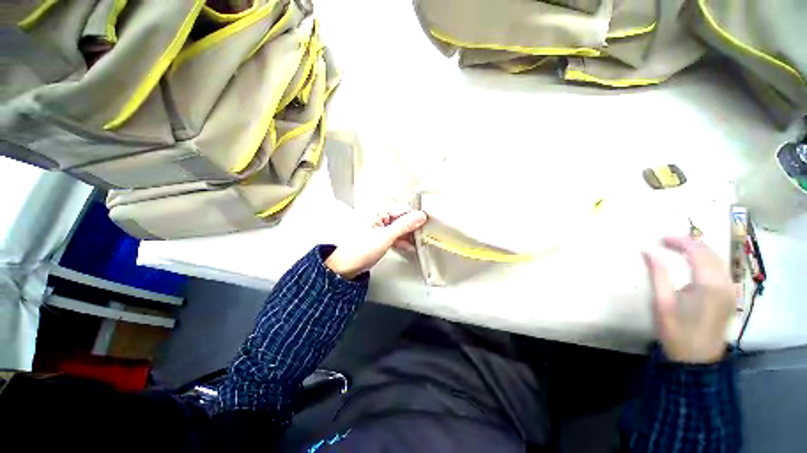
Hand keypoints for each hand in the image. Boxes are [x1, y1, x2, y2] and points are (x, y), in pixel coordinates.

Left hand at [325, 206, 427, 278]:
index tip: (426, 224)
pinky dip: (401, 240)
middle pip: (401, 218)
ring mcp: (377, 227)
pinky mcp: (377, 237)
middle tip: (423, 235)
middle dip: (412, 227)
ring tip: (417, 243)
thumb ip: (404, 225)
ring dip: (408, 235)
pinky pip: (393, 235)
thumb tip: (420, 216)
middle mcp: (377, 216)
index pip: (403, 209)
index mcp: (377, 211)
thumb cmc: (359, 250)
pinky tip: (408, 247)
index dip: (415, 217)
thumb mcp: (386, 237)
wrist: (346, 266)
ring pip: (398, 227)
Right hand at [643, 237, 734, 363]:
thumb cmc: (679, 339)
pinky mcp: (732, 293)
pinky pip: (721, 268)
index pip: (694, 248)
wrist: (697, 365)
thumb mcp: (663, 310)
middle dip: (689, 244)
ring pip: (716, 256)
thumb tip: (648, 251)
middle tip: (671, 246)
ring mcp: (730, 286)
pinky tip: (700, 270)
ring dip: (700, 252)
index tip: (662, 240)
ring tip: (684, 254)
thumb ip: (658, 277)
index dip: (678, 240)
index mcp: (708, 283)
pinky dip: (709, 263)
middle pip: (707, 249)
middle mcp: (723, 279)